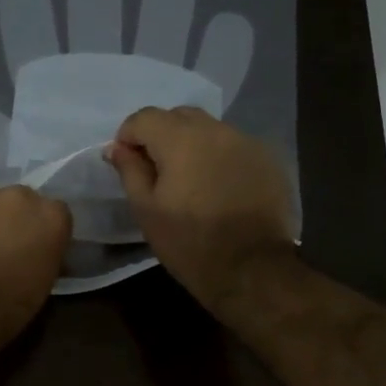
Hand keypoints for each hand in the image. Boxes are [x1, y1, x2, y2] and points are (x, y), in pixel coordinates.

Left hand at [0, 186, 71, 348]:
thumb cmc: (8, 305)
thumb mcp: (43, 285)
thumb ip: (45, 256)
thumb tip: (39, 254)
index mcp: (51, 216)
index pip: (57, 214)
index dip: (44, 232)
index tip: (36, 250)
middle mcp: (19, 196)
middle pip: (20, 202)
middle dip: (13, 220)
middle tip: (3, 248)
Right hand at [106, 106, 297, 311]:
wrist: (252, 269)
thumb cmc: (189, 242)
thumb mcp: (146, 209)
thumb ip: (129, 170)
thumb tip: (117, 147)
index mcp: (181, 139)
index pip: (144, 117)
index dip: (128, 136)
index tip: (127, 163)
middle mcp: (216, 130)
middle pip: (179, 116)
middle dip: (161, 135)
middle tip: (157, 171)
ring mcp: (247, 142)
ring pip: (209, 130)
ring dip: (193, 145)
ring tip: (190, 180)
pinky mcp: (268, 160)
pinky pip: (234, 147)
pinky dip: (219, 157)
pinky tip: (219, 187)